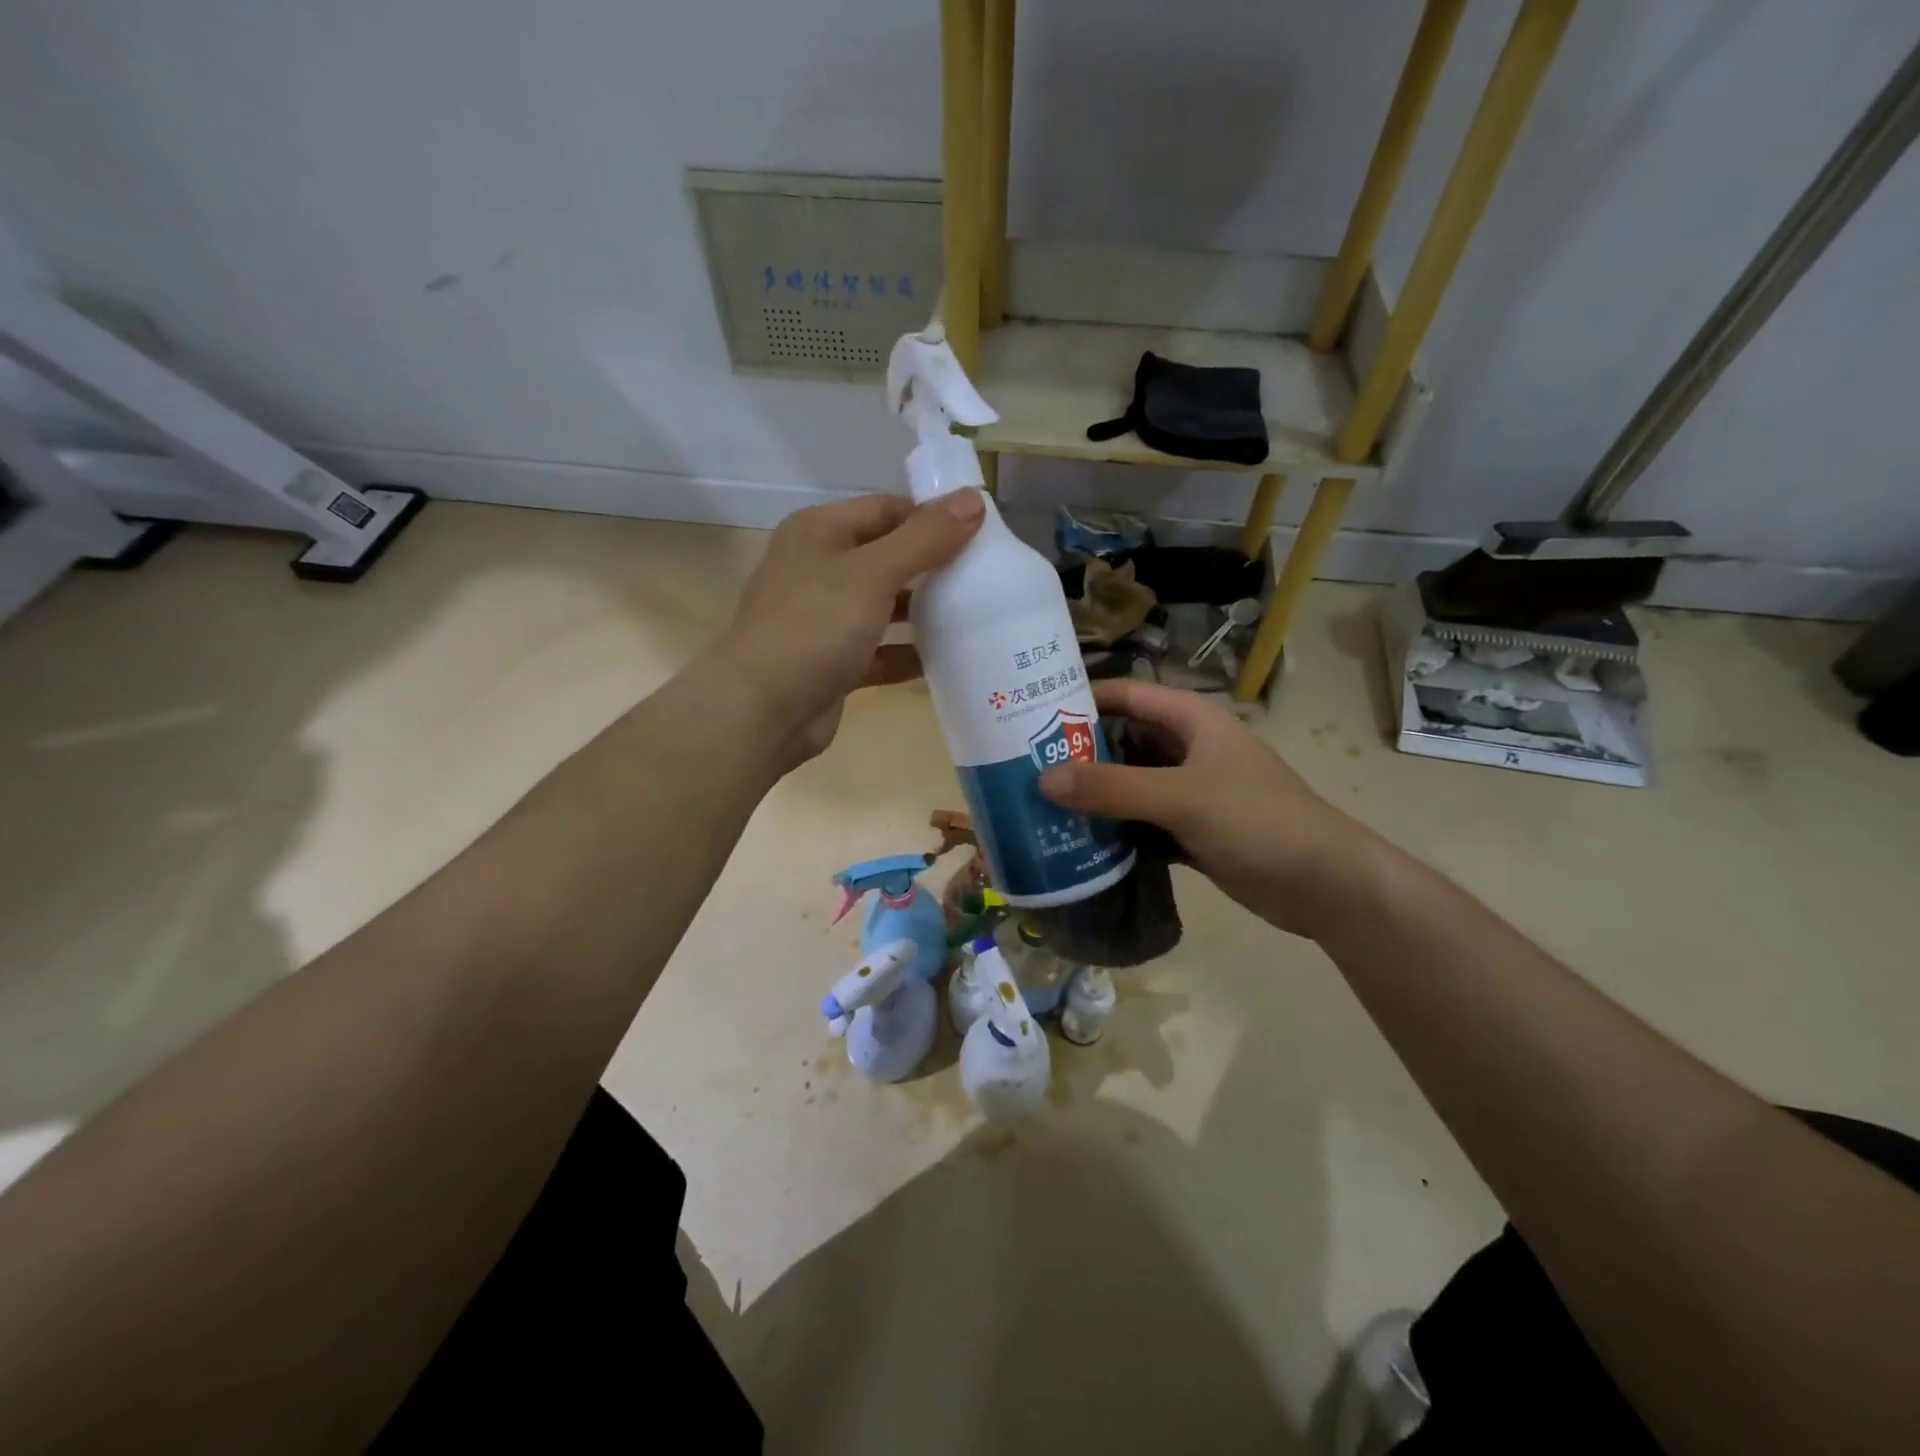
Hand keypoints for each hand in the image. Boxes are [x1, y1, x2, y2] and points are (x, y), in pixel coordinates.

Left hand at [714, 490, 984, 766]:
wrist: (763, 710)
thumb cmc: (814, 626)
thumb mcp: (873, 573)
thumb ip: (925, 538)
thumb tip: (974, 499)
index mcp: (820, 532)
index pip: (886, 510)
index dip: (932, 517)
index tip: (982, 534)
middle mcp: (819, 569)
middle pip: (888, 557)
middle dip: (933, 566)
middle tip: (987, 575)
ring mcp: (825, 619)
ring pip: (885, 606)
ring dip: (925, 612)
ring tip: (978, 614)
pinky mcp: (835, 663)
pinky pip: (881, 651)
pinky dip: (910, 653)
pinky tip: (951, 659)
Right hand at [1038, 679, 1379, 937]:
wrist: (1324, 885)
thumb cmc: (1258, 821)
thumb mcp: (1182, 797)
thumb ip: (1113, 788)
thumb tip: (1042, 780)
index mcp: (1193, 722)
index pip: (1128, 694)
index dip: (1083, 698)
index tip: (1031, 710)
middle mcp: (1189, 751)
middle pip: (1124, 741)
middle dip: (1080, 751)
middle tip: (1025, 765)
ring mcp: (1191, 794)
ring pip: (1131, 785)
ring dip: (1094, 794)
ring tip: (1040, 803)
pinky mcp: (1192, 832)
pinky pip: (1141, 823)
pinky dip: (1114, 829)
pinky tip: (1078, 841)